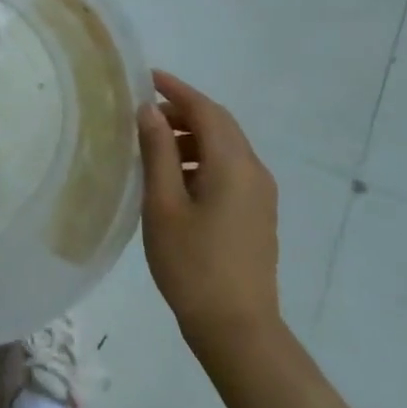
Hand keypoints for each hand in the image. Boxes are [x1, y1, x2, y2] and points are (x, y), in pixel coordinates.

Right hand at [136, 70, 280, 359]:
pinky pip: (230, 169)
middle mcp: (254, 171)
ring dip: (193, 136)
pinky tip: (176, 179)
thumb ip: (158, 151)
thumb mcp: (163, 204)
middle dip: (184, 111)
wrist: (238, 330)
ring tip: (154, 149)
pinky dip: (203, 159)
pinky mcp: (258, 214)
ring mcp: (260, 194)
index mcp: (233, 164)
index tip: (147, 77)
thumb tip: (150, 111)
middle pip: (220, 124)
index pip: (205, 110)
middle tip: (145, 115)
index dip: (176, 89)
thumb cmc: (192, 264)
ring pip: (226, 147)